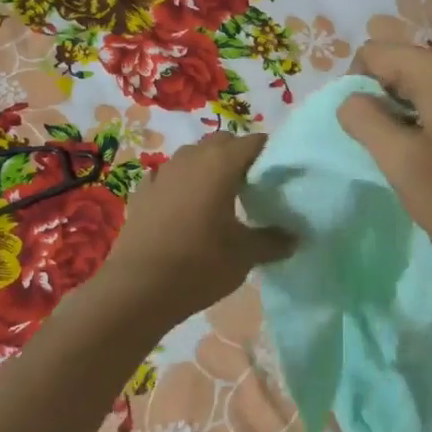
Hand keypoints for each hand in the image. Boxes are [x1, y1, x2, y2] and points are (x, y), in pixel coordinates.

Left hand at [93, 132, 294, 327]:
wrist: (137, 289)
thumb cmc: (199, 265)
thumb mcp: (245, 255)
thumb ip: (273, 241)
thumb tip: (294, 237)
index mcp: (221, 165)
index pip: (253, 142)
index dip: (269, 153)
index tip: (280, 173)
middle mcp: (191, 159)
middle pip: (221, 143)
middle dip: (238, 155)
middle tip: (253, 184)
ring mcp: (161, 174)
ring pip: (192, 156)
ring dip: (208, 166)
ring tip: (220, 196)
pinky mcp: (141, 193)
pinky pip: (167, 177)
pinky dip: (180, 184)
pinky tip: (184, 207)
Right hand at [338, 42, 431, 272]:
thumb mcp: (398, 158)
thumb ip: (363, 119)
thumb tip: (349, 101)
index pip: (372, 53)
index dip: (356, 86)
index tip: (362, 128)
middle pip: (392, 65)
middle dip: (376, 99)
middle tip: (378, 142)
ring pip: (409, 85)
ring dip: (394, 113)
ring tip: (398, 151)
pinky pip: (429, 101)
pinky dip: (413, 120)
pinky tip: (419, 153)